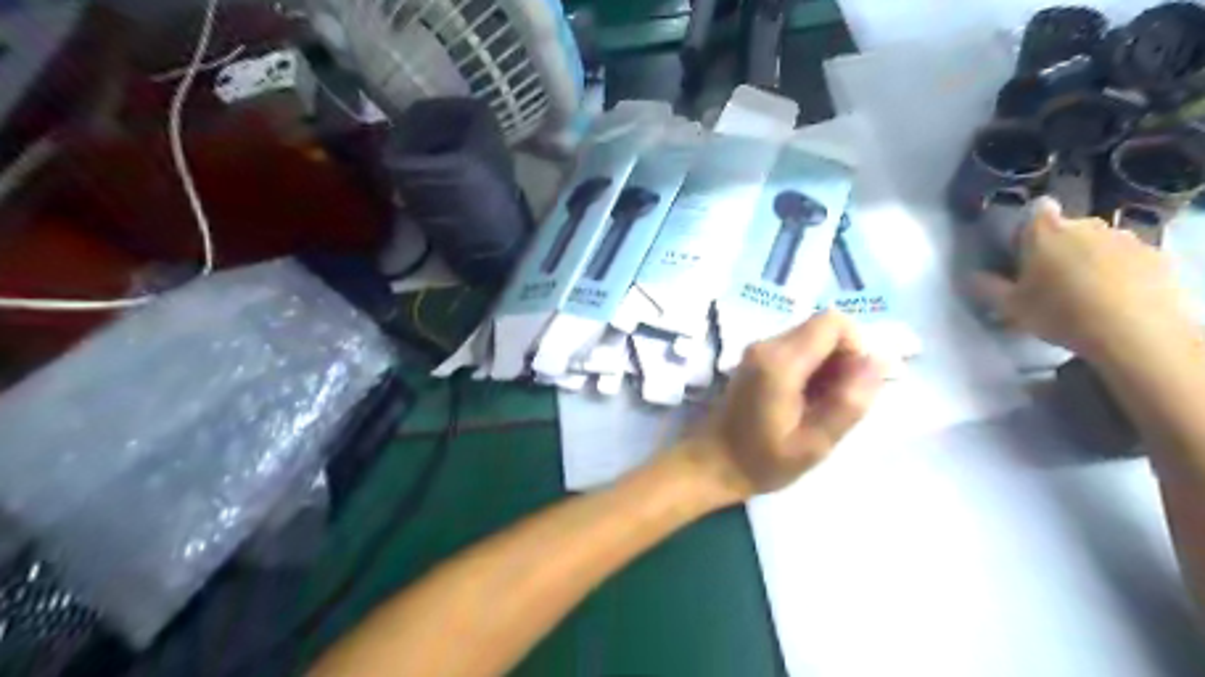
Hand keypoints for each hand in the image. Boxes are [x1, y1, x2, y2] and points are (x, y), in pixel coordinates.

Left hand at [681, 310, 887, 497]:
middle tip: (837, 402)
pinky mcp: (755, 359)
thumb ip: (849, 401)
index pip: (834, 322)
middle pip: (823, 328)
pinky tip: (804, 402)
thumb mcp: (814, 443)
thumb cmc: (761, 461)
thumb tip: (879, 362)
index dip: (856, 347)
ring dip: (828, 366)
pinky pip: (796, 349)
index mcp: (781, 362)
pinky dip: (811, 369)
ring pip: (811, 338)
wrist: (711, 463)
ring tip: (820, 407)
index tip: (855, 385)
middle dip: (843, 359)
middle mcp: (767, 345)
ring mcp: (758, 350)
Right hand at [971, 194, 1187, 359]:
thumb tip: (970, 276)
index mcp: (1046, 231)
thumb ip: (987, 287)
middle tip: (1049, 280)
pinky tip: (1112, 298)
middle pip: (1067, 227)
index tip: (1024, 252)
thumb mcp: (1010, 306)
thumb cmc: (1059, 312)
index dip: (1029, 227)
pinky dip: (1118, 270)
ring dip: (1089, 258)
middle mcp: (1085, 225)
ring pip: (1098, 242)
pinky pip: (1127, 257)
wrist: (1132, 331)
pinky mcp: (1154, 256)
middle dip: (1058, 246)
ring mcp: (1124, 238)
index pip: (1036, 210)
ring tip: (1084, 293)